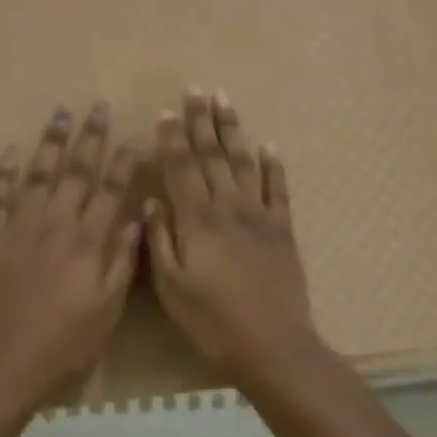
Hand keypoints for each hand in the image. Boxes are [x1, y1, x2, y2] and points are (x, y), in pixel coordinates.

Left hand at [0, 102, 141, 413]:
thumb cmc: (60, 347)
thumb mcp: (106, 311)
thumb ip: (122, 262)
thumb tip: (137, 219)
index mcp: (87, 241)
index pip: (111, 189)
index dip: (125, 159)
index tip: (137, 133)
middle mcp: (54, 223)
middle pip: (76, 170)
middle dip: (90, 135)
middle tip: (98, 105)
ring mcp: (17, 226)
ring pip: (37, 173)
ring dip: (50, 142)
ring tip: (60, 113)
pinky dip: (2, 172)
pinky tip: (10, 150)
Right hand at [147, 90, 318, 385]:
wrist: (274, 346)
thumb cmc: (213, 322)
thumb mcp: (172, 288)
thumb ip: (160, 241)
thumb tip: (153, 201)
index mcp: (197, 220)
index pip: (181, 168)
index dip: (172, 138)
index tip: (166, 111)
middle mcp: (228, 207)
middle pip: (213, 156)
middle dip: (203, 121)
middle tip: (198, 90)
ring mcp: (260, 215)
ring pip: (244, 163)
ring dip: (234, 130)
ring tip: (226, 101)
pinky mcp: (283, 230)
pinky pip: (279, 190)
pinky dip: (274, 166)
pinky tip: (269, 146)